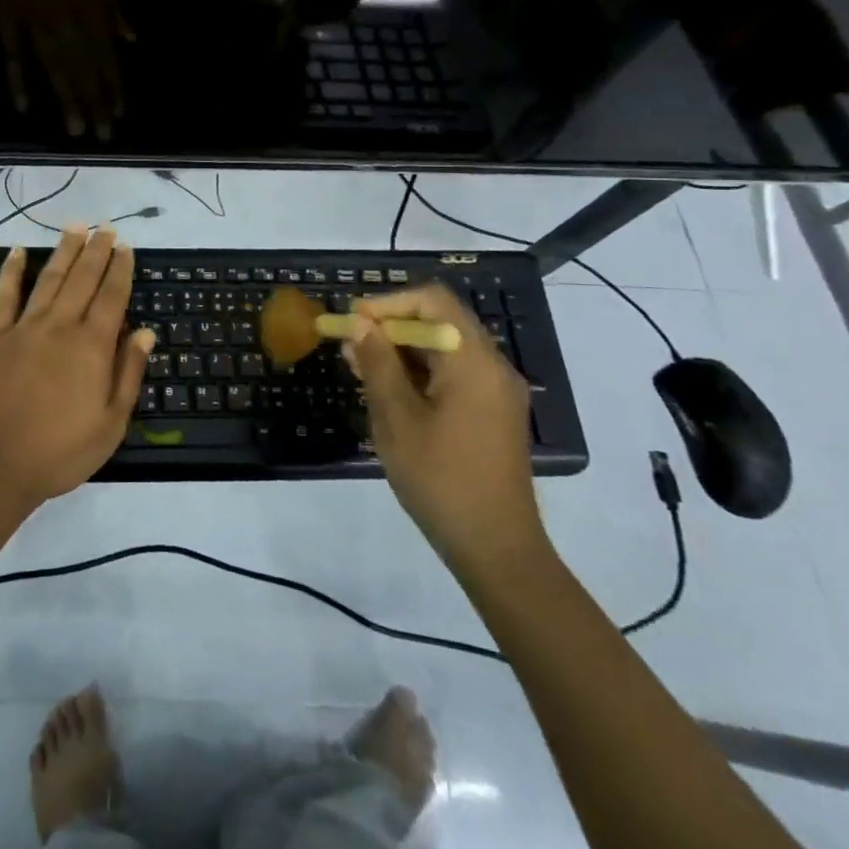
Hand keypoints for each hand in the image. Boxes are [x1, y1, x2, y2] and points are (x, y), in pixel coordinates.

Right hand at [0, 0, 131, 139]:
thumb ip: (114, 4)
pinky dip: (17, 81)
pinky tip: (23, 107)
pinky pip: (13, 56)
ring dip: (66, 101)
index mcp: (90, 8)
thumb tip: (130, 38)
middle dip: (94, 103)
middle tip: (102, 137)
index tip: (120, 114)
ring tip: (74, 131)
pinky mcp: (6, 22)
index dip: (114, 86)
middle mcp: (66, 23)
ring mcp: (34, 25)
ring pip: (54, 69)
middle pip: (83, 70)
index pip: (106, 56)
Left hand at [0, 225, 154, 506]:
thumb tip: (145, 331)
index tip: (126, 247)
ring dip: (64, 250)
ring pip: (50, 278)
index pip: (112, 296)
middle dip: (96, 250)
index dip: (120, 269)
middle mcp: (61, 325)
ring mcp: (25, 327)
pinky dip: (12, 271)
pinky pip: (6, 295)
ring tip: (75, 227)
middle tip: (106, 227)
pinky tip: (18, 251)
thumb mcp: (111, 423)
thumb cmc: (60, 450)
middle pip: (83, 278)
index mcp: (92, 346)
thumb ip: (129, 373)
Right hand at [344, 284, 547, 576]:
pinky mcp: (493, 413)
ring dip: (402, 350)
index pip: (432, 300)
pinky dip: (420, 372)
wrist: (496, 549)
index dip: (387, 303)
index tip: (353, 322)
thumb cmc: (440, 478)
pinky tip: (389, 393)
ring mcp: (497, 391)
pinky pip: (454, 373)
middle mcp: (493, 366)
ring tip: (361, 369)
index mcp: (473, 361)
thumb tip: (359, 323)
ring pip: (444, 347)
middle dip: (390, 326)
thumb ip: (377, 363)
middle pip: (439, 320)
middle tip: (351, 346)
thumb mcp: (396, 418)